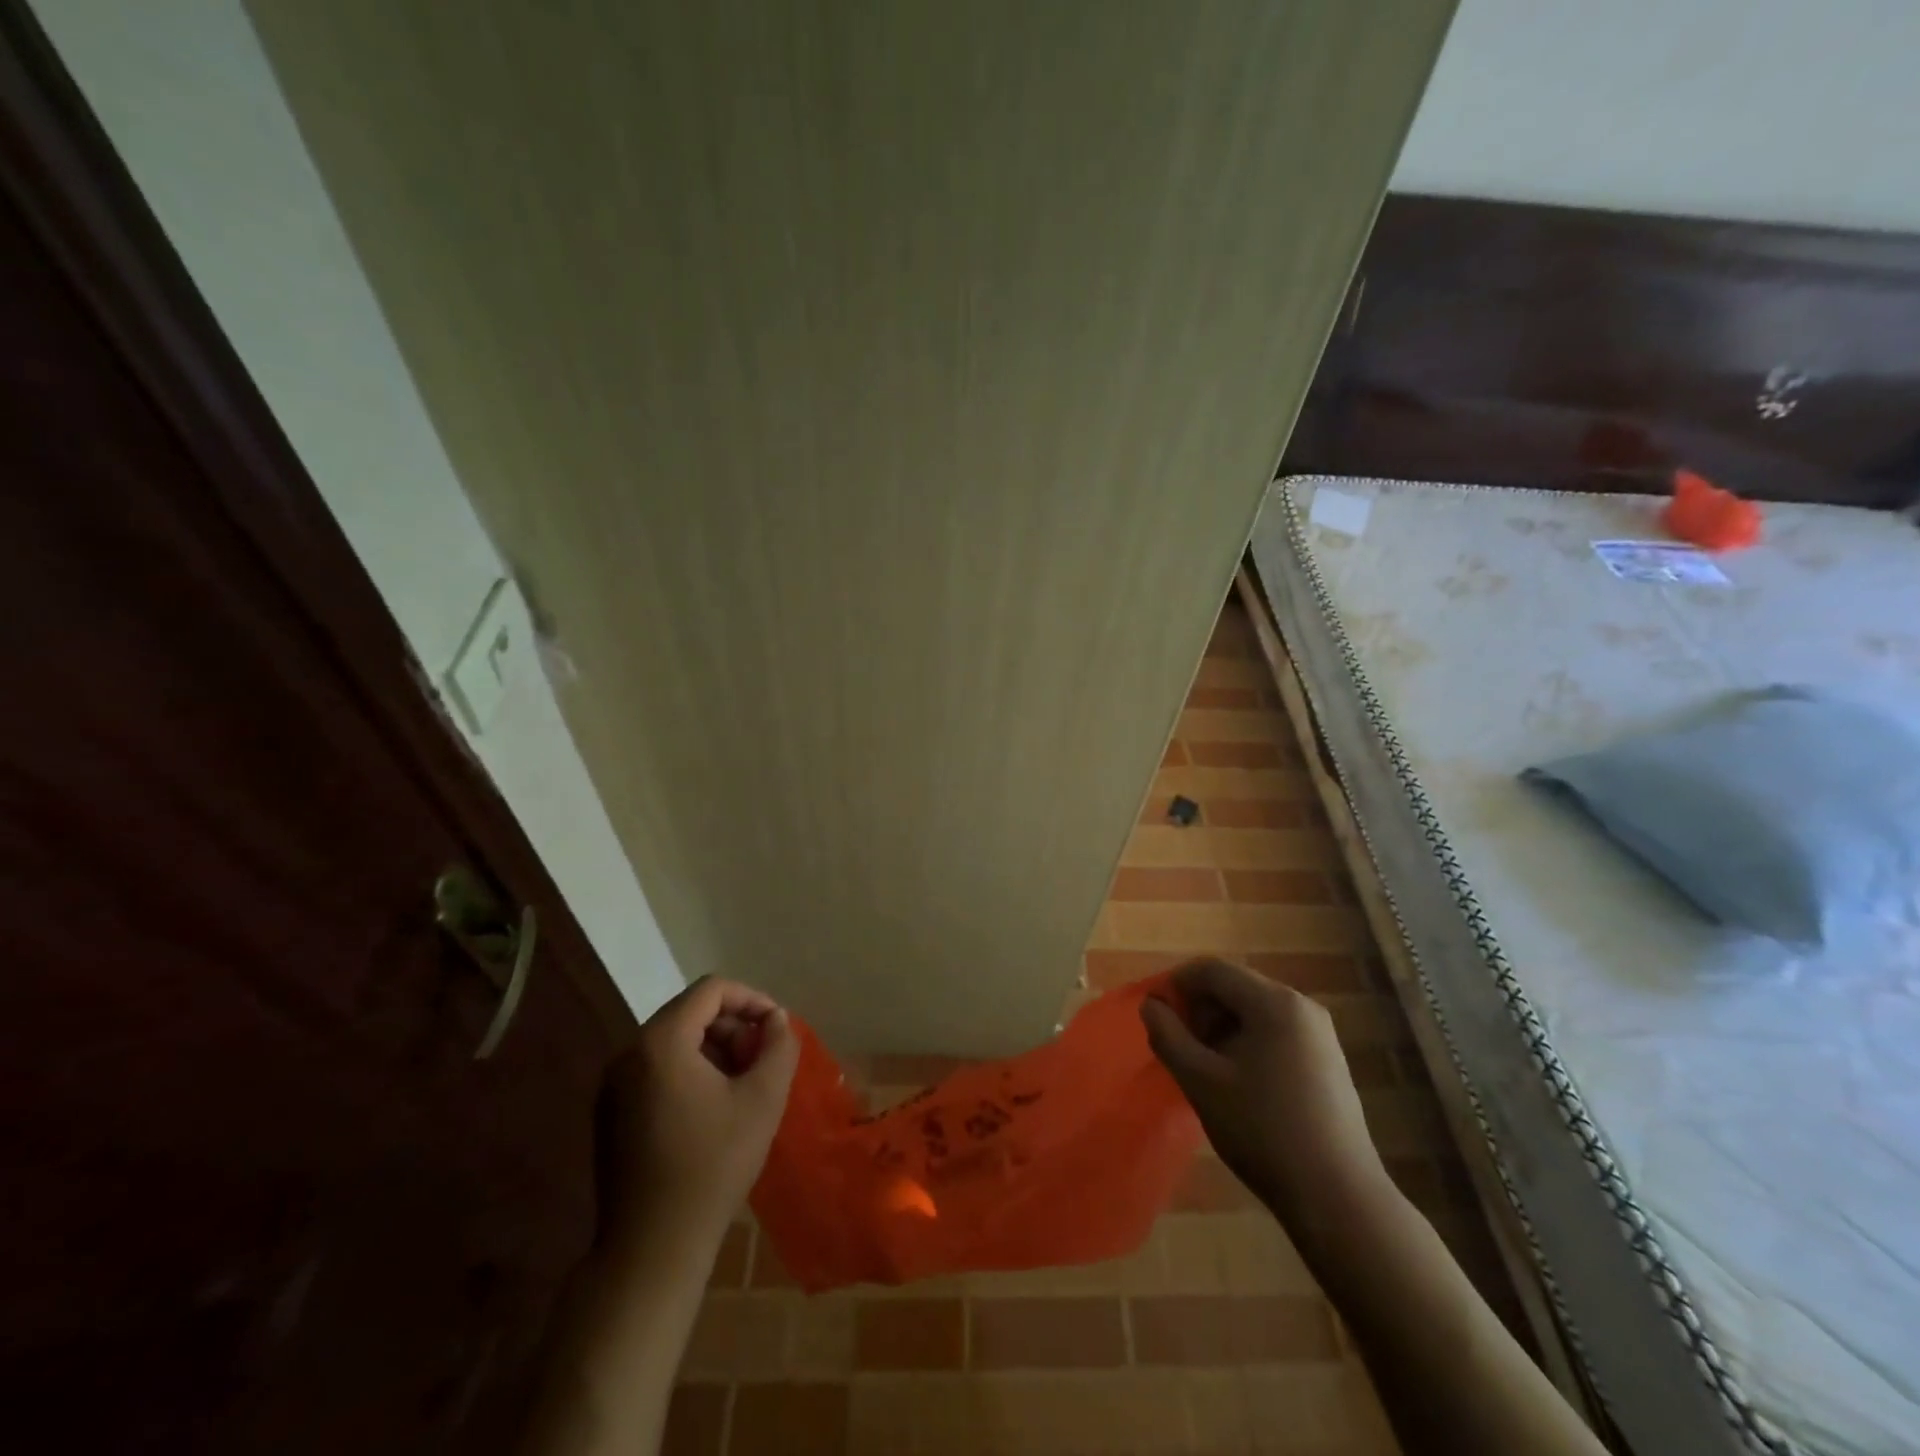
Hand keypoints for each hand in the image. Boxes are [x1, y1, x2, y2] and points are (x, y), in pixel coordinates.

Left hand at [598, 976, 798, 1252]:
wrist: (651, 1249)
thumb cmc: (713, 1165)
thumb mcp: (763, 1099)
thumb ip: (778, 1045)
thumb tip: (775, 1020)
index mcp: (660, 1042)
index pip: (711, 990)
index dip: (751, 999)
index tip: (776, 1027)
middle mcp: (628, 1053)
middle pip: (690, 1012)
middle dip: (733, 1026)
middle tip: (762, 1058)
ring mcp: (613, 1085)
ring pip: (674, 1041)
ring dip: (714, 1049)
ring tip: (743, 1082)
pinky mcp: (610, 1113)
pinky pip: (656, 1069)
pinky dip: (689, 1070)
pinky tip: (713, 1107)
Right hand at [1141, 958, 1385, 1229]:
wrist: (1339, 1199)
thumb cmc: (1263, 1131)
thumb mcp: (1201, 1081)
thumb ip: (1168, 1035)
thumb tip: (1151, 1005)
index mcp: (1273, 1002)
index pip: (1212, 970)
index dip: (1176, 985)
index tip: (1154, 1015)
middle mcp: (1301, 1006)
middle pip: (1235, 987)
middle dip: (1199, 1009)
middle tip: (1177, 1046)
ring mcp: (1319, 1034)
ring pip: (1254, 1011)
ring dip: (1220, 1028)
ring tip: (1202, 1067)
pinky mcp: (1327, 1061)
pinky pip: (1275, 1032)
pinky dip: (1246, 1043)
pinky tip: (1236, 1082)